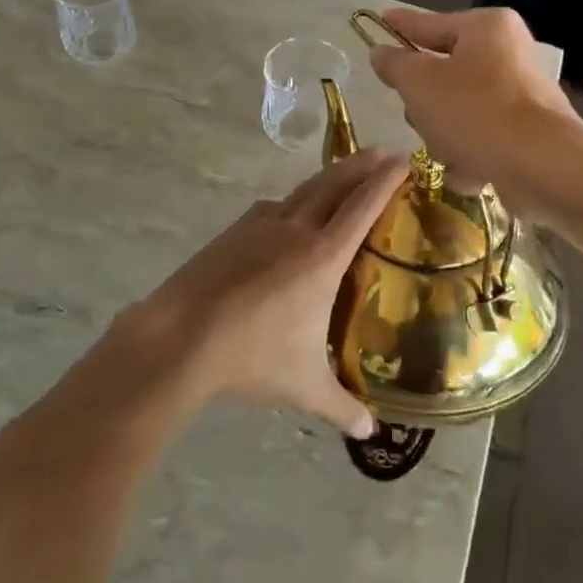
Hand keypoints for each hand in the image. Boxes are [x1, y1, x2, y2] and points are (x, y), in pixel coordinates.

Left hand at [124, 149, 406, 438]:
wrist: (179, 337)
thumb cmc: (251, 358)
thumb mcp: (304, 387)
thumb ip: (341, 406)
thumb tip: (370, 431)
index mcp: (321, 257)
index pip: (362, 207)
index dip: (385, 181)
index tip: (403, 159)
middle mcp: (293, 230)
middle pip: (333, 185)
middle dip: (360, 166)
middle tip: (380, 152)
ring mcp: (257, 226)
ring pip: (300, 192)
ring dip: (325, 180)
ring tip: (338, 179)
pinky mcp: (231, 233)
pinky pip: (270, 209)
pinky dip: (289, 204)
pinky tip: (285, 217)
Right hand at [366, 7, 582, 202]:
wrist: (542, 166)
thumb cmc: (475, 111)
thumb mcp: (419, 83)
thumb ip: (394, 64)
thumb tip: (382, 52)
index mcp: (485, 28)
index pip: (429, 24)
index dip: (400, 26)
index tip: (381, 22)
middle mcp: (507, 54)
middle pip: (444, 72)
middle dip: (425, 102)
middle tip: (418, 116)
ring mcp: (520, 95)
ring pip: (458, 110)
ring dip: (444, 134)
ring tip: (449, 151)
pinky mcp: (527, 132)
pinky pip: (481, 137)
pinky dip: (470, 154)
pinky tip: (470, 171)